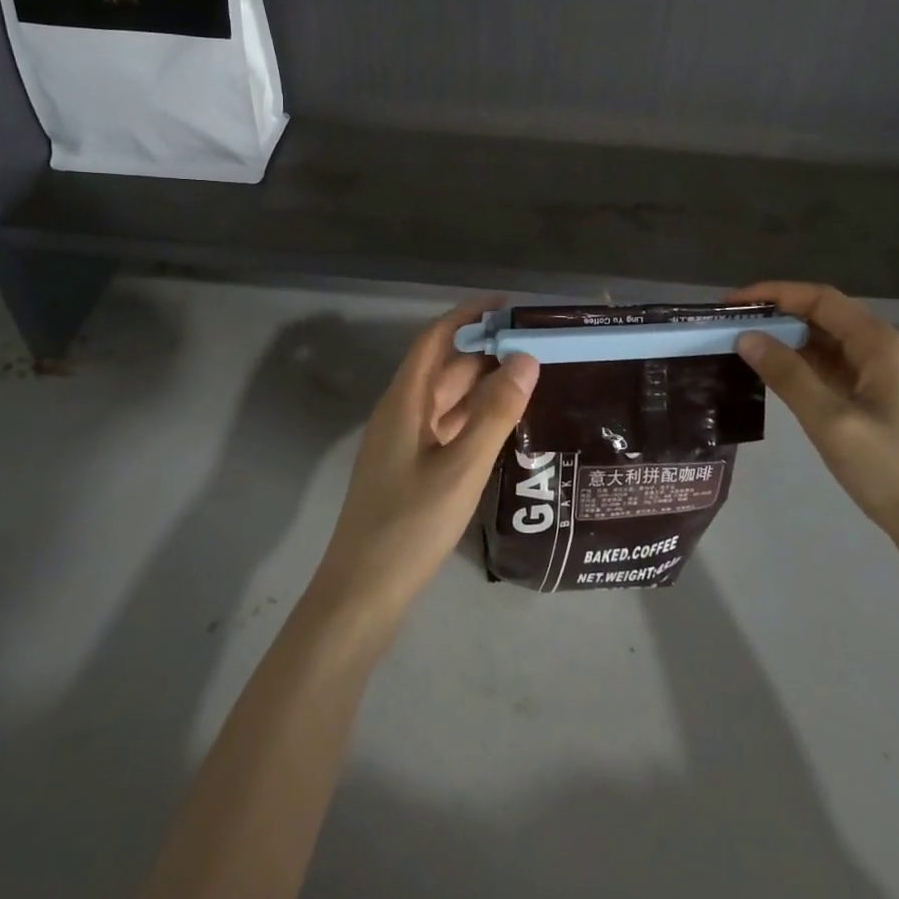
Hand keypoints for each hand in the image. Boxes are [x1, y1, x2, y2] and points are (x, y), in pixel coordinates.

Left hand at [309, 303, 539, 627]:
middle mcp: (402, 413)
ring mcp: (405, 443)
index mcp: (404, 401)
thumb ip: (495, 413)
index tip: (508, 305)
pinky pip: (446, 426)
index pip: (435, 339)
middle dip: (484, 349)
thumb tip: (526, 358)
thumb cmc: (410, 525)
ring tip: (530, 375)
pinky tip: (505, 423)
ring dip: (482, 383)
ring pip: (446, 398)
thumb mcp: (461, 467)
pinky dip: (475, 416)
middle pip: (443, 367)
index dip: (468, 315)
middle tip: (535, 343)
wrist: (362, 593)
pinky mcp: (411, 468)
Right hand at [731, 282, 898, 585]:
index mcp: (883, 345)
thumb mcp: (833, 423)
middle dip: (777, 317)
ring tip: (742, 350)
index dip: (774, 294)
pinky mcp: (882, 405)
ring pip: (829, 346)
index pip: (820, 299)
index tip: (731, 304)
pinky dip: (803, 369)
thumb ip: (788, 375)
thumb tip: (746, 336)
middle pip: (825, 318)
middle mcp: (887, 352)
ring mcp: (886, 380)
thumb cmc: (897, 474)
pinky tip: (774, 379)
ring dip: (788, 344)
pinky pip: (835, 372)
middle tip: (729, 328)